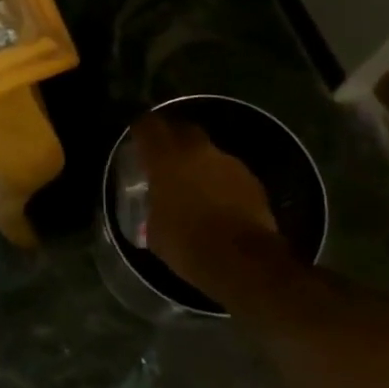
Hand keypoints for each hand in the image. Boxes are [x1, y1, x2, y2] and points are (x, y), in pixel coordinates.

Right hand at [134, 114, 284, 296]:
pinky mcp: (251, 179)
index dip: (141, 129)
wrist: (243, 261)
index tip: (137, 138)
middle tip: (165, 156)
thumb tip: (157, 208)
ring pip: (208, 151)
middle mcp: (196, 151)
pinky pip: (229, 172)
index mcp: (165, 159)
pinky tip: (219, 202)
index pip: (148, 126)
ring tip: (195, 184)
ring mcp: (227, 162)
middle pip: (182, 129)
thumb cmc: (188, 245)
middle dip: (173, 137)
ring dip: (199, 162)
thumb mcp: (155, 231)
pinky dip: (220, 180)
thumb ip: (154, 208)